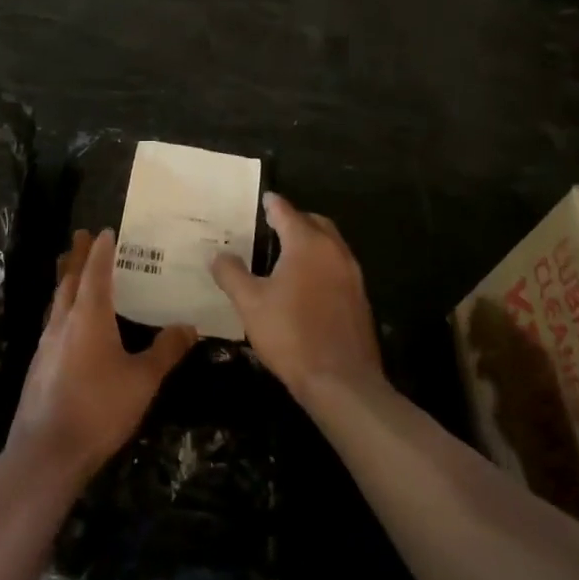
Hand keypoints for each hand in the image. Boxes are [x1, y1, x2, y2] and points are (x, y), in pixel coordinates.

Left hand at [7, 229, 195, 484]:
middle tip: (82, 235)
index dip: (102, 250)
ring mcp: (47, 343)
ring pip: (57, 300)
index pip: (96, 272)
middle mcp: (64, 321)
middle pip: (69, 279)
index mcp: (89, 316)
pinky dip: (62, 307)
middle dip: (78, 256)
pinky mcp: (39, 364)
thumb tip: (189, 326)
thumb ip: (165, 351)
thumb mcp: (142, 380)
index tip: (106, 230)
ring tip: (71, 268)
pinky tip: (67, 322)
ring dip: (65, 279)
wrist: (47, 450)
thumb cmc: (99, 408)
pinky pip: (52, 322)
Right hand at [212, 193, 383, 406]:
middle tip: (273, 225)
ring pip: (330, 245)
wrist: (341, 381)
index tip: (264, 198)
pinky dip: (321, 264)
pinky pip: (338, 267)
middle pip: (315, 223)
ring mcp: (352, 276)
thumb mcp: (250, 303)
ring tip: (286, 253)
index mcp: (308, 245)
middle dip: (295, 219)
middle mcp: (335, 252)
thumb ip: (232, 274)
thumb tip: (218, 255)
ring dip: (311, 242)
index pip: (287, 212)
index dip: (273, 204)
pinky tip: (305, 284)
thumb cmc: (291, 334)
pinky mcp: (360, 299)